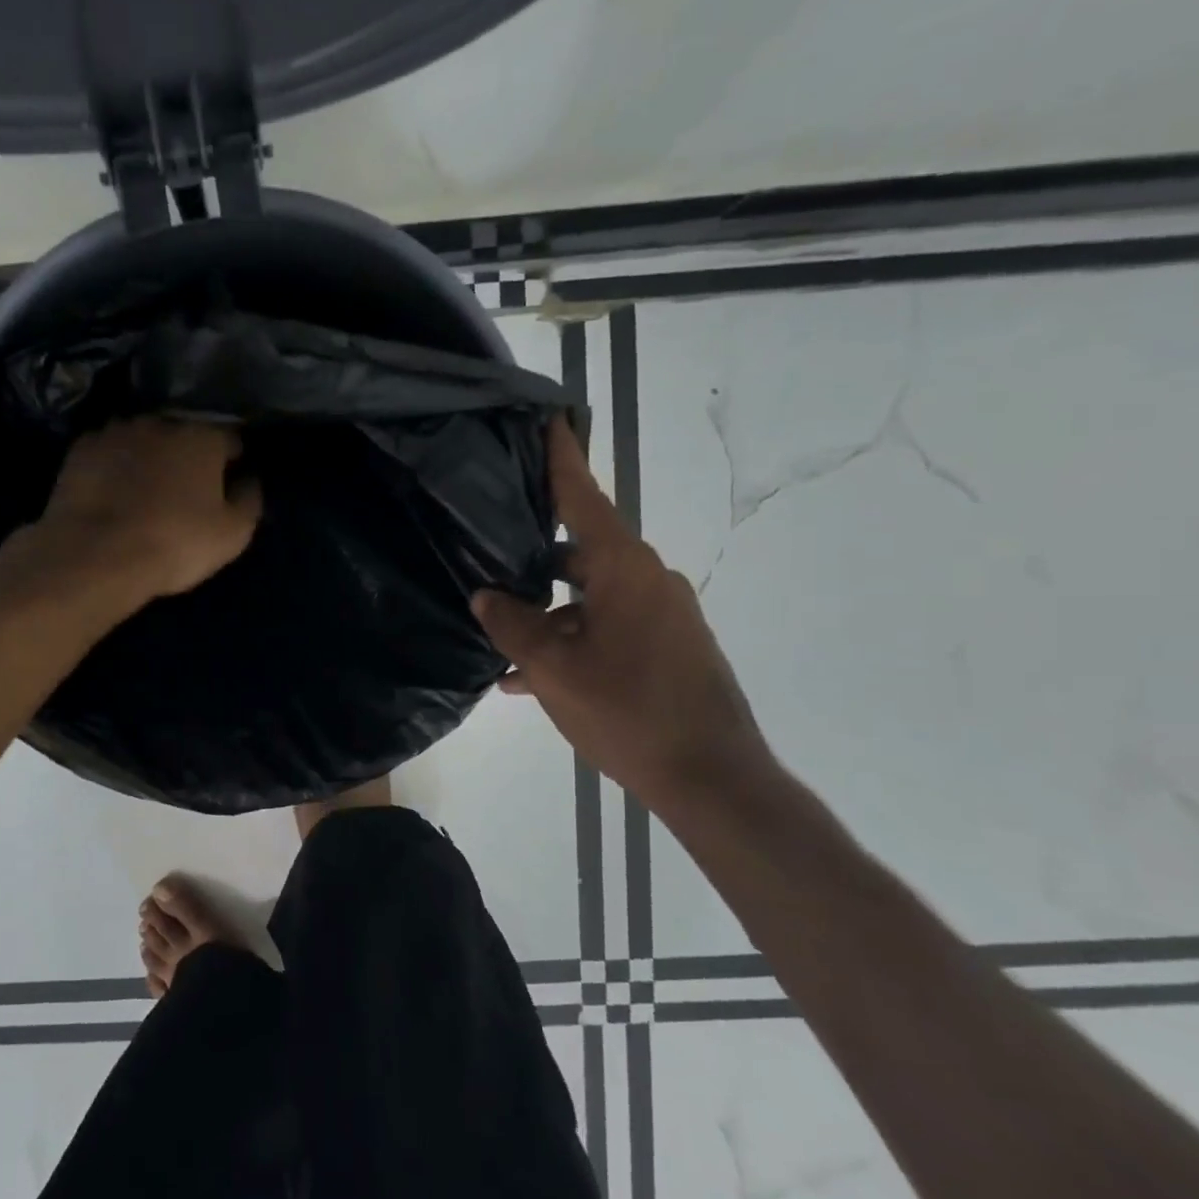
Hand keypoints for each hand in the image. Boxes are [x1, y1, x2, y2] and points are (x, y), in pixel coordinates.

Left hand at [33, 416, 261, 602]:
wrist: (95, 555)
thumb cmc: (175, 543)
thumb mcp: (232, 534)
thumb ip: (249, 500)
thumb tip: (249, 480)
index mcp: (203, 436)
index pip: (230, 439)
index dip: (232, 461)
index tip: (228, 483)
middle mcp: (160, 421)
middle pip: (184, 434)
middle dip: (187, 455)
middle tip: (186, 490)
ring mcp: (116, 431)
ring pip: (144, 440)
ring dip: (149, 457)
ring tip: (146, 491)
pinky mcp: (80, 449)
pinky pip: (109, 453)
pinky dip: (115, 466)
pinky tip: (112, 493)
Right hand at [472, 416, 774, 817]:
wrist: (712, 779)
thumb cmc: (628, 712)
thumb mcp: (554, 669)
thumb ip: (513, 625)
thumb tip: (486, 596)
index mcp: (625, 570)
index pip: (584, 499)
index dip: (562, 460)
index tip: (549, 419)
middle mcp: (649, 581)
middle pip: (581, 550)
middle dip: (534, 557)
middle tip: (490, 553)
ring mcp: (663, 615)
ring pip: (589, 597)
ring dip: (546, 613)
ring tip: (498, 636)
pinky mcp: (668, 647)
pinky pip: (607, 627)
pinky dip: (571, 640)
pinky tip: (528, 677)